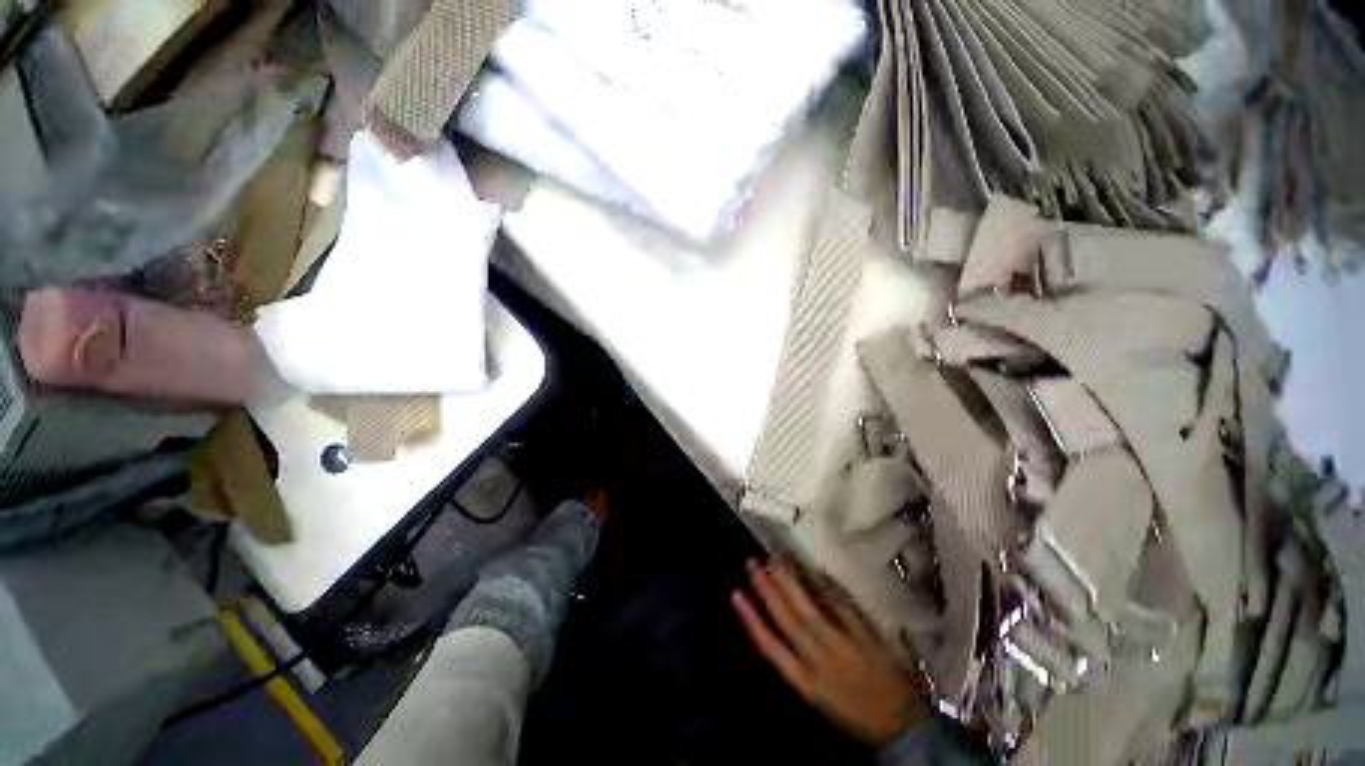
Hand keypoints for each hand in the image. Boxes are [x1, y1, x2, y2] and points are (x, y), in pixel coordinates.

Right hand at [732, 559, 929, 746]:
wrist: (901, 726)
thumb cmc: (854, 713)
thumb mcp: (818, 696)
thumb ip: (798, 665)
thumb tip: (777, 628)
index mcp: (805, 682)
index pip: (770, 647)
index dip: (751, 619)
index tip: (736, 594)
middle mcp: (819, 661)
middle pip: (787, 620)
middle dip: (766, 590)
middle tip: (752, 563)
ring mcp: (842, 646)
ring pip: (809, 610)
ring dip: (789, 584)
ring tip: (774, 562)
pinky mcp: (863, 636)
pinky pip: (841, 607)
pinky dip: (826, 587)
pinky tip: (815, 569)